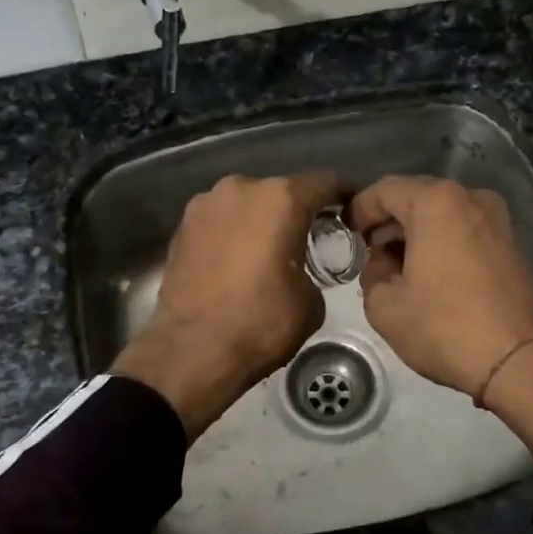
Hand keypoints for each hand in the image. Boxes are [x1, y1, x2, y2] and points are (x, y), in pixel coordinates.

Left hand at [113, 170, 342, 438]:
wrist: (191, 351)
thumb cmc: (260, 323)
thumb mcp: (311, 302)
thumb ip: (313, 269)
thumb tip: (299, 270)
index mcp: (280, 199)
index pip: (324, 182)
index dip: (343, 195)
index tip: (351, 212)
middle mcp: (241, 188)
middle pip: (281, 190)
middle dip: (297, 211)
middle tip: (308, 239)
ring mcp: (204, 204)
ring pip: (246, 204)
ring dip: (261, 221)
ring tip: (268, 252)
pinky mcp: (181, 227)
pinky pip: (220, 222)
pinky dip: (233, 234)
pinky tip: (237, 263)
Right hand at [347, 175, 532, 397]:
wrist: (520, 360)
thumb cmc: (445, 328)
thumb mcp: (385, 307)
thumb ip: (372, 273)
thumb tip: (383, 262)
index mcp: (436, 203)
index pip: (384, 190)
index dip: (360, 209)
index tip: (347, 234)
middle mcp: (470, 198)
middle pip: (417, 196)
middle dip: (389, 220)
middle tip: (370, 251)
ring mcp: (497, 219)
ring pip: (443, 213)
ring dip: (416, 231)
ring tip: (398, 265)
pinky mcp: (512, 242)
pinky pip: (465, 229)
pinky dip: (443, 241)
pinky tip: (430, 272)